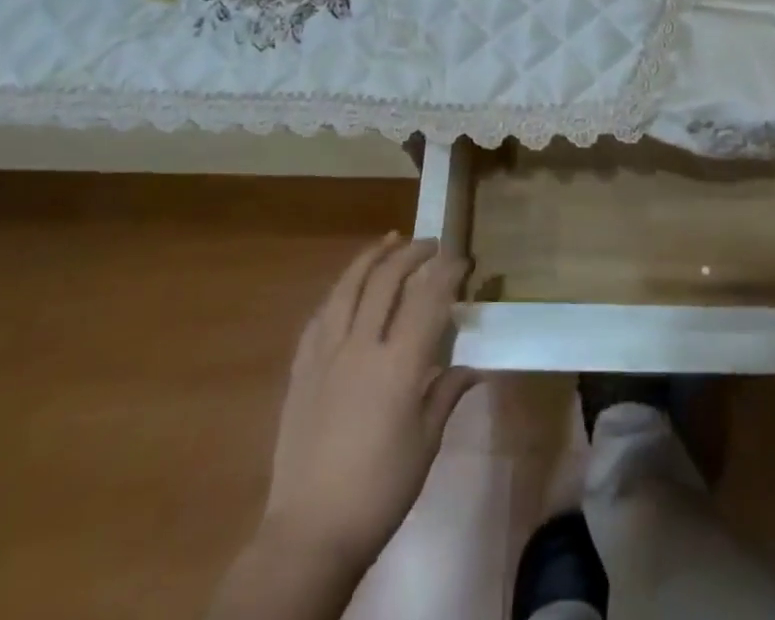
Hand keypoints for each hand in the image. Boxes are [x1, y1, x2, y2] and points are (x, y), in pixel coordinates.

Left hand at [265, 234, 480, 573]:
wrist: (310, 532)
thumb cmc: (380, 490)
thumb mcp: (425, 443)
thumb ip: (446, 394)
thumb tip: (473, 367)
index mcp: (398, 366)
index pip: (428, 299)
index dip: (447, 272)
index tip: (463, 260)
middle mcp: (360, 347)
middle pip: (386, 280)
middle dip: (412, 254)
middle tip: (431, 244)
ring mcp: (325, 355)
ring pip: (348, 287)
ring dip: (372, 258)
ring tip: (390, 241)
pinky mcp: (301, 370)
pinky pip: (320, 316)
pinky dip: (339, 292)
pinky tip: (348, 287)